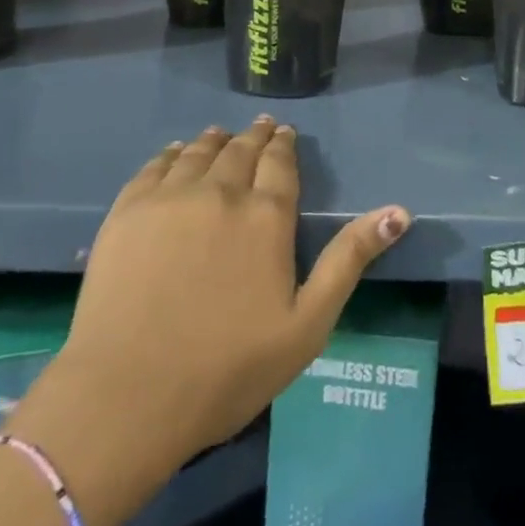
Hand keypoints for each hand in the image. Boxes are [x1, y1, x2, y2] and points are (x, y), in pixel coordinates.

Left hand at [5, 116, 408, 525]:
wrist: (125, 398)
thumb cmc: (226, 368)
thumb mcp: (307, 324)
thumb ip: (350, 260)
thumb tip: (399, 211)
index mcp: (266, 216)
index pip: (280, 163)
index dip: (284, 145)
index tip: (286, 133)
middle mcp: (221, 192)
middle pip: (241, 150)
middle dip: (255, 136)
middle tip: (261, 127)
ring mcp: (169, 199)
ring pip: (199, 152)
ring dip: (216, 140)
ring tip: (222, 134)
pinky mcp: (127, 213)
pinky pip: (155, 167)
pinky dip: (172, 154)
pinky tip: (176, 153)